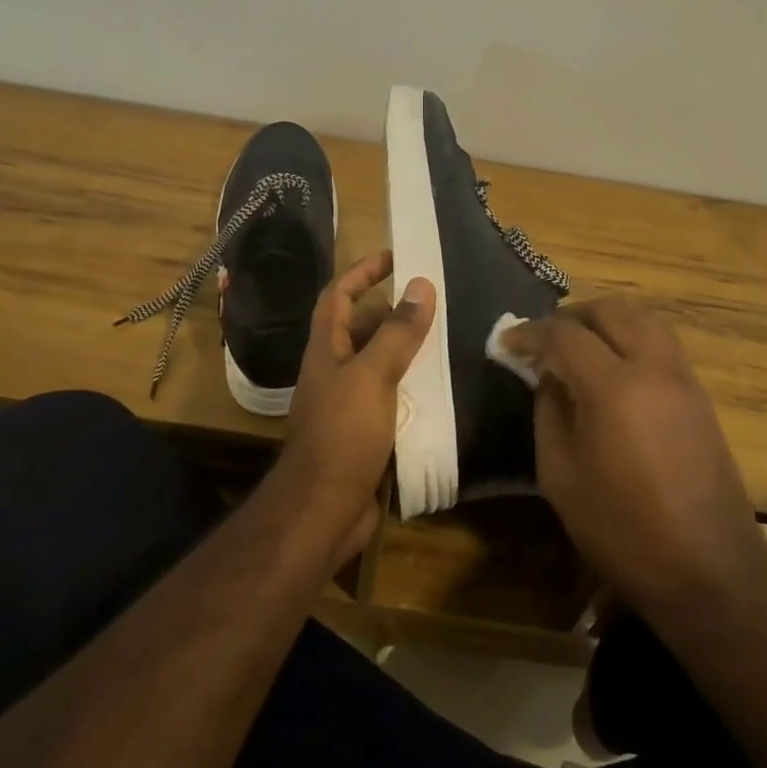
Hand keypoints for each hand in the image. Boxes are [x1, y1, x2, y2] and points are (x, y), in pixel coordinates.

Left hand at [277, 250, 435, 563]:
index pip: (337, 295)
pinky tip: (438, 388)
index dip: (362, 271)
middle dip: (391, 312)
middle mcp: (333, 371)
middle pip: (359, 328)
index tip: (395, 256)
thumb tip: (421, 284)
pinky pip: (389, 397)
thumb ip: (396, 332)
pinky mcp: (363, 433)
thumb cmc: (342, 435)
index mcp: (326, 350)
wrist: (322, 511)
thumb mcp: (372, 376)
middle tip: (432, 304)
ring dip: (404, 349)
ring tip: (444, 339)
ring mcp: (347, 404)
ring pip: (377, 363)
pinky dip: (410, 386)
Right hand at [509, 299, 766, 616]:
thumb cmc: (623, 530)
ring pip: (643, 319)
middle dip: (571, 316)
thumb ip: (548, 413)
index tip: (506, 342)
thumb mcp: (561, 476)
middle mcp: (654, 368)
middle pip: (611, 310)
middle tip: (544, 340)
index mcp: (614, 388)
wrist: (710, 570)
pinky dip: (631, 338)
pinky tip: (612, 370)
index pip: (565, 335)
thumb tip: (548, 377)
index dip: (530, 333)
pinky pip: (661, 343)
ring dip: (606, 322)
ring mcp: (684, 379)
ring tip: (578, 347)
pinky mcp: (700, 396)